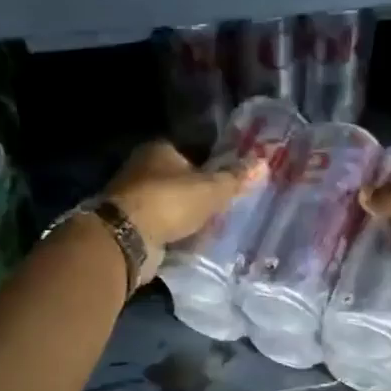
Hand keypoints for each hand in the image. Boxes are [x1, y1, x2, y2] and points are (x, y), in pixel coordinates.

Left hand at [102, 139, 260, 282]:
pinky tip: (192, 241)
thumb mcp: (211, 189)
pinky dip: (174, 232)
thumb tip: (264, 162)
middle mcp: (142, 168)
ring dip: (186, 215)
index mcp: (159, 149)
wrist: (126, 238)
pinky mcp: (130, 224)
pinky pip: (161, 225)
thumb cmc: (170, 202)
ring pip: (170, 204)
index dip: (212, 166)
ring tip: (213, 227)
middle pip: (180, 179)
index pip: (193, 152)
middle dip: (199, 193)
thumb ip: (236, 178)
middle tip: (225, 207)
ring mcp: (133, 197)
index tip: (229, 182)